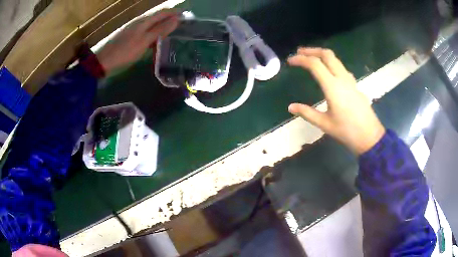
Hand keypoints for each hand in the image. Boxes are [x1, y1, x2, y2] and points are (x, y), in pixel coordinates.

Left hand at [96, 10, 178, 73]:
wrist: (104, 61)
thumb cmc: (125, 52)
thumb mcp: (144, 41)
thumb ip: (160, 30)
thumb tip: (176, 19)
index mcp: (144, 21)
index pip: (163, 13)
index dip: (174, 12)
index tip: (186, 14)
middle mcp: (140, 22)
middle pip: (157, 17)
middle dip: (170, 18)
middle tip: (182, 23)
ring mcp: (134, 29)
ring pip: (152, 24)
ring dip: (162, 25)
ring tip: (172, 30)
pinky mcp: (130, 36)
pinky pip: (146, 31)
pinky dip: (154, 32)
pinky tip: (156, 39)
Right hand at [287, 47, 384, 154]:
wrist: (370, 136)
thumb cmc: (347, 131)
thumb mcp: (324, 124)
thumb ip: (307, 113)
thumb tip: (290, 107)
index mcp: (333, 87)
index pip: (315, 64)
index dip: (301, 59)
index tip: (290, 61)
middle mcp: (342, 78)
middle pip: (327, 54)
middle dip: (312, 50)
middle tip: (299, 52)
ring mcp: (350, 80)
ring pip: (335, 59)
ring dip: (322, 55)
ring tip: (311, 59)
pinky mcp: (354, 85)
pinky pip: (341, 68)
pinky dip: (330, 63)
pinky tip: (327, 72)